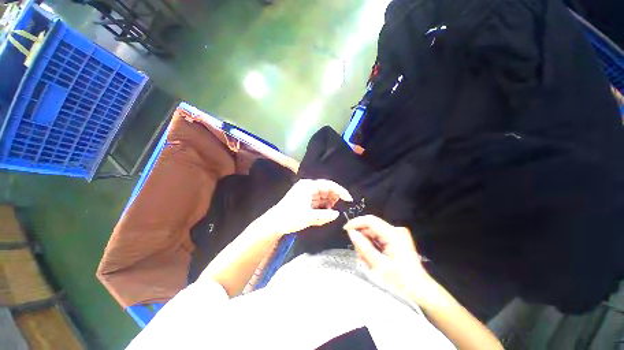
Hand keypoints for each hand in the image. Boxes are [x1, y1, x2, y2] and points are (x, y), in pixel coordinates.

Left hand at [259, 179, 352, 236]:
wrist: (274, 223)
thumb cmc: (290, 218)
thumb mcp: (309, 217)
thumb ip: (325, 215)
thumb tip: (337, 214)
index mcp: (308, 186)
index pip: (328, 185)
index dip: (340, 191)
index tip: (348, 199)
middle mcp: (307, 187)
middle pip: (325, 190)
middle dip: (333, 199)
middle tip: (339, 209)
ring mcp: (305, 193)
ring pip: (321, 196)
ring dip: (327, 204)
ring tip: (330, 214)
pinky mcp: (303, 200)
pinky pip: (317, 202)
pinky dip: (321, 207)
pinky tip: (323, 215)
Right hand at [344, 215, 436, 305]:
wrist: (421, 291)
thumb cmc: (401, 282)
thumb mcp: (379, 266)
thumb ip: (363, 247)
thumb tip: (351, 232)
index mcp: (394, 235)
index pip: (370, 220)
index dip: (356, 222)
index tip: (345, 229)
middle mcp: (396, 230)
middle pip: (371, 227)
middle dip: (362, 239)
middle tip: (361, 256)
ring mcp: (397, 234)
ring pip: (373, 233)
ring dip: (367, 245)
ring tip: (369, 262)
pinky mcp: (396, 239)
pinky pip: (378, 237)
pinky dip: (372, 247)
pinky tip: (374, 259)